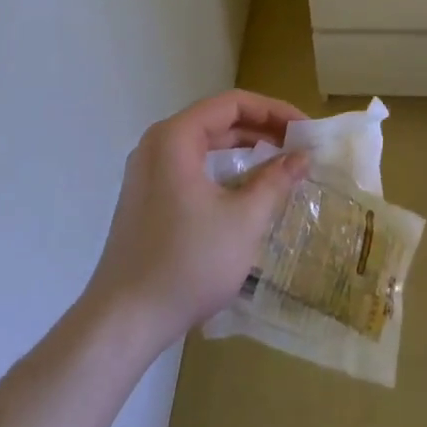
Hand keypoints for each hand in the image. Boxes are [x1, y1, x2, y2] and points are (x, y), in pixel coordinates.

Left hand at [82, 90, 309, 353]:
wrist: (122, 323)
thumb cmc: (187, 263)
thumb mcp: (243, 220)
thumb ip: (275, 181)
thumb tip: (302, 156)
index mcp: (175, 137)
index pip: (233, 103)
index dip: (274, 111)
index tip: (304, 129)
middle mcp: (157, 144)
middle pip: (218, 120)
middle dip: (261, 129)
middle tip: (297, 146)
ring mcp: (147, 172)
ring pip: (205, 145)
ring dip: (244, 150)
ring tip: (279, 164)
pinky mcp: (146, 198)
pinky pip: (192, 166)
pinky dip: (222, 169)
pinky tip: (246, 190)